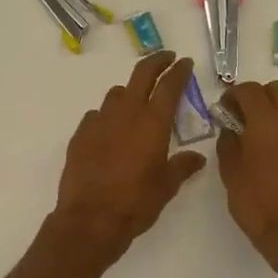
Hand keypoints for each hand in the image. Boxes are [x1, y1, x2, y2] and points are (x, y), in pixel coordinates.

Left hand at [51, 52, 208, 263]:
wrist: (90, 219)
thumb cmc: (136, 203)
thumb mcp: (167, 187)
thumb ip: (182, 167)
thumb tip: (197, 158)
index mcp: (152, 123)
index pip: (169, 86)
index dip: (179, 71)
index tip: (185, 62)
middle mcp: (126, 113)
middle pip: (141, 75)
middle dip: (156, 62)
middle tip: (166, 58)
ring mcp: (99, 121)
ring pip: (116, 94)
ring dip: (130, 91)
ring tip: (137, 101)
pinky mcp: (80, 134)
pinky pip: (96, 115)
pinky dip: (107, 116)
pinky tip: (110, 130)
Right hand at [215, 81, 277, 274]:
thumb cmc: (257, 204)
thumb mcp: (230, 173)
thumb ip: (228, 143)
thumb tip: (230, 128)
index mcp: (265, 121)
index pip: (249, 90)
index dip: (233, 94)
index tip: (224, 109)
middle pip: (276, 89)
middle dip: (258, 96)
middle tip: (244, 117)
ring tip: (266, 129)